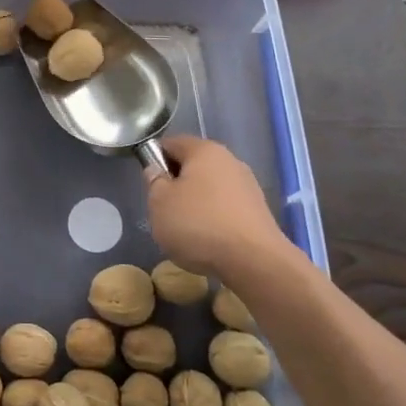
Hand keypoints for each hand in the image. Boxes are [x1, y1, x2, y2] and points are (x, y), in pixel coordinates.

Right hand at [144, 136, 286, 278]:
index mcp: (204, 150)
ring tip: (185, 230)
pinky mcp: (258, 211)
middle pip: (193, 165)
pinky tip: (208, 240)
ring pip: (210, 188)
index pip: (171, 143)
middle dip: (176, 184)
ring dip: (195, 203)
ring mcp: (247, 186)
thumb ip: (154, 182)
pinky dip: (213, 219)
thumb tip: (158, 171)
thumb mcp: (159, 203)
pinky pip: (225, 207)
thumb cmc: (198, 225)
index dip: (154, 159)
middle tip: (163, 209)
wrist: (254, 261)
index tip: (148, 184)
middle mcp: (229, 160)